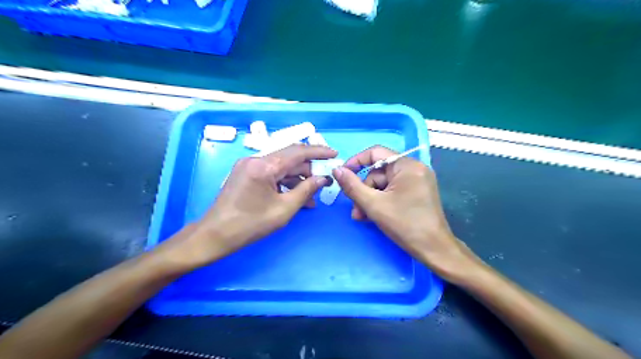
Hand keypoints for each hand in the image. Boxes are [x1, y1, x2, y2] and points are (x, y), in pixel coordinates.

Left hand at [158, 143, 335, 269]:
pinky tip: (296, 195)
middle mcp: (256, 159)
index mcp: (264, 166)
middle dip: (309, 168)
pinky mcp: (246, 173)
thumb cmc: (250, 225)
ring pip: (281, 166)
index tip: (334, 155)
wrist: (215, 235)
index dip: (319, 152)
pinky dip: (285, 182)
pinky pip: (271, 173)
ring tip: (312, 195)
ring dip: (298, 178)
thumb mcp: (284, 209)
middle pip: (290, 158)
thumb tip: (323, 178)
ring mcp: (249, 165)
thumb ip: (306, 190)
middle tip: (325, 180)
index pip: (298, 152)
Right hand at [333, 144, 483, 280]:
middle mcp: (414, 169)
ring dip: (371, 199)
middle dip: (364, 190)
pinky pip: (393, 191)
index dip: (356, 161)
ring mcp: (417, 181)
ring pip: (384, 184)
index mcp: (407, 166)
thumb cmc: (405, 225)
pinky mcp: (418, 192)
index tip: (343, 175)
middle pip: (379, 172)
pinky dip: (382, 201)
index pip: (375, 153)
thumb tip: (336, 170)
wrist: (434, 249)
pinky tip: (373, 215)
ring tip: (362, 216)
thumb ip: (352, 186)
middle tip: (356, 209)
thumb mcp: (373, 205)